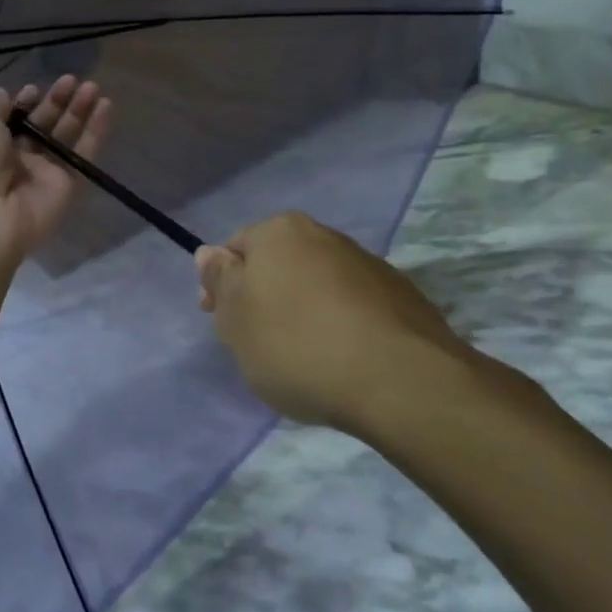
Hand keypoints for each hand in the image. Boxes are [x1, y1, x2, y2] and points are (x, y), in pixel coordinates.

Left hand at [0, 75, 111, 273]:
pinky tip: (105, 106)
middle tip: (73, 80)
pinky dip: (95, 131)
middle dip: (58, 102)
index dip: (26, 103)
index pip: (15, 120)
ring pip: (67, 137)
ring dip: (80, 111)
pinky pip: (84, 155)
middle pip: (44, 125)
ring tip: (93, 87)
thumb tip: (3, 94)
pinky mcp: (68, 186)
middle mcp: (18, 158)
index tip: (35, 89)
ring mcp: (45, 172)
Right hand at [196, 212, 531, 441]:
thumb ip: (220, 281)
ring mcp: (369, 265)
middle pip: (279, 264)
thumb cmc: (298, 346)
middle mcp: (326, 236)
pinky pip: (353, 307)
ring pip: (317, 285)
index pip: (236, 247)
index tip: (220, 323)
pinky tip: (340, 360)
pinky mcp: (402, 297)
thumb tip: (209, 252)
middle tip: (256, 342)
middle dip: (264, 296)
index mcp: (281, 232)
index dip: (221, 285)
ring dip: (302, 311)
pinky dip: (339, 325)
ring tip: (302, 358)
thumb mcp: (236, 320)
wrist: (399, 380)